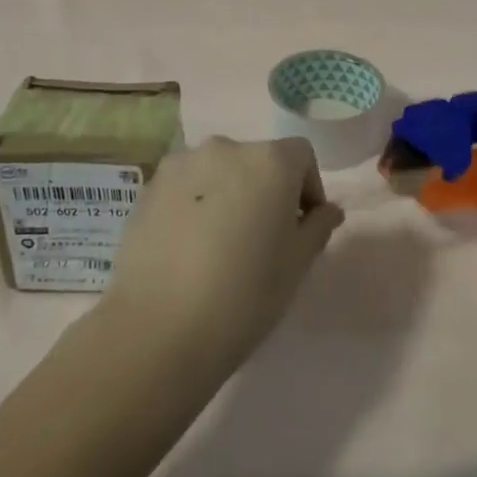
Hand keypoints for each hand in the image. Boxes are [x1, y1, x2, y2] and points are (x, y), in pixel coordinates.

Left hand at [99, 136, 343, 377]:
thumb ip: (318, 227)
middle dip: (267, 191)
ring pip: (219, 172)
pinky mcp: (149, 187)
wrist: (159, 328)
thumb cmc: (245, 294)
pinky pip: (186, 187)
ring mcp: (181, 165)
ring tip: (222, 245)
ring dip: (229, 195)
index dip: (308, 189)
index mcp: (269, 160)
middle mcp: (225, 148)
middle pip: (258, 160)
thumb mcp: (297, 264)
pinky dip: (195, 205)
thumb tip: (327, 210)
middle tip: (263, 240)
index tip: (302, 229)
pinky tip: (189, 249)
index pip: (301, 156)